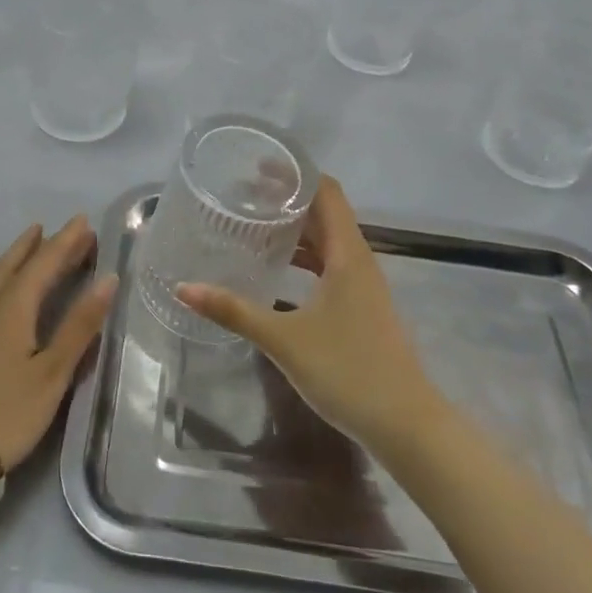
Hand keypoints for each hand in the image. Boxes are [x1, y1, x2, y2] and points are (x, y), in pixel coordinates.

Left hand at [0, 216, 115, 471]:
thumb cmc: (8, 413)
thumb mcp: (52, 373)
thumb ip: (80, 325)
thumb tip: (108, 279)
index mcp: (15, 306)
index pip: (46, 263)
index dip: (67, 242)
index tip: (84, 221)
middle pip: (20, 263)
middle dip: (45, 244)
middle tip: (67, 230)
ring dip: (15, 253)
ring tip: (30, 235)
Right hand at [177, 176, 439, 455]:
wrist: (407, 425)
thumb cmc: (348, 371)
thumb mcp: (284, 339)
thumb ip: (234, 311)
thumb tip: (184, 288)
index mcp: (347, 254)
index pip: (326, 192)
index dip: (295, 174)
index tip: (258, 167)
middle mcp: (358, 260)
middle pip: (326, 212)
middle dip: (288, 198)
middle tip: (244, 194)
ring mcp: (362, 284)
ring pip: (328, 240)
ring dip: (296, 228)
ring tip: (255, 224)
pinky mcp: (361, 306)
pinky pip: (330, 264)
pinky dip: (305, 256)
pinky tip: (278, 269)